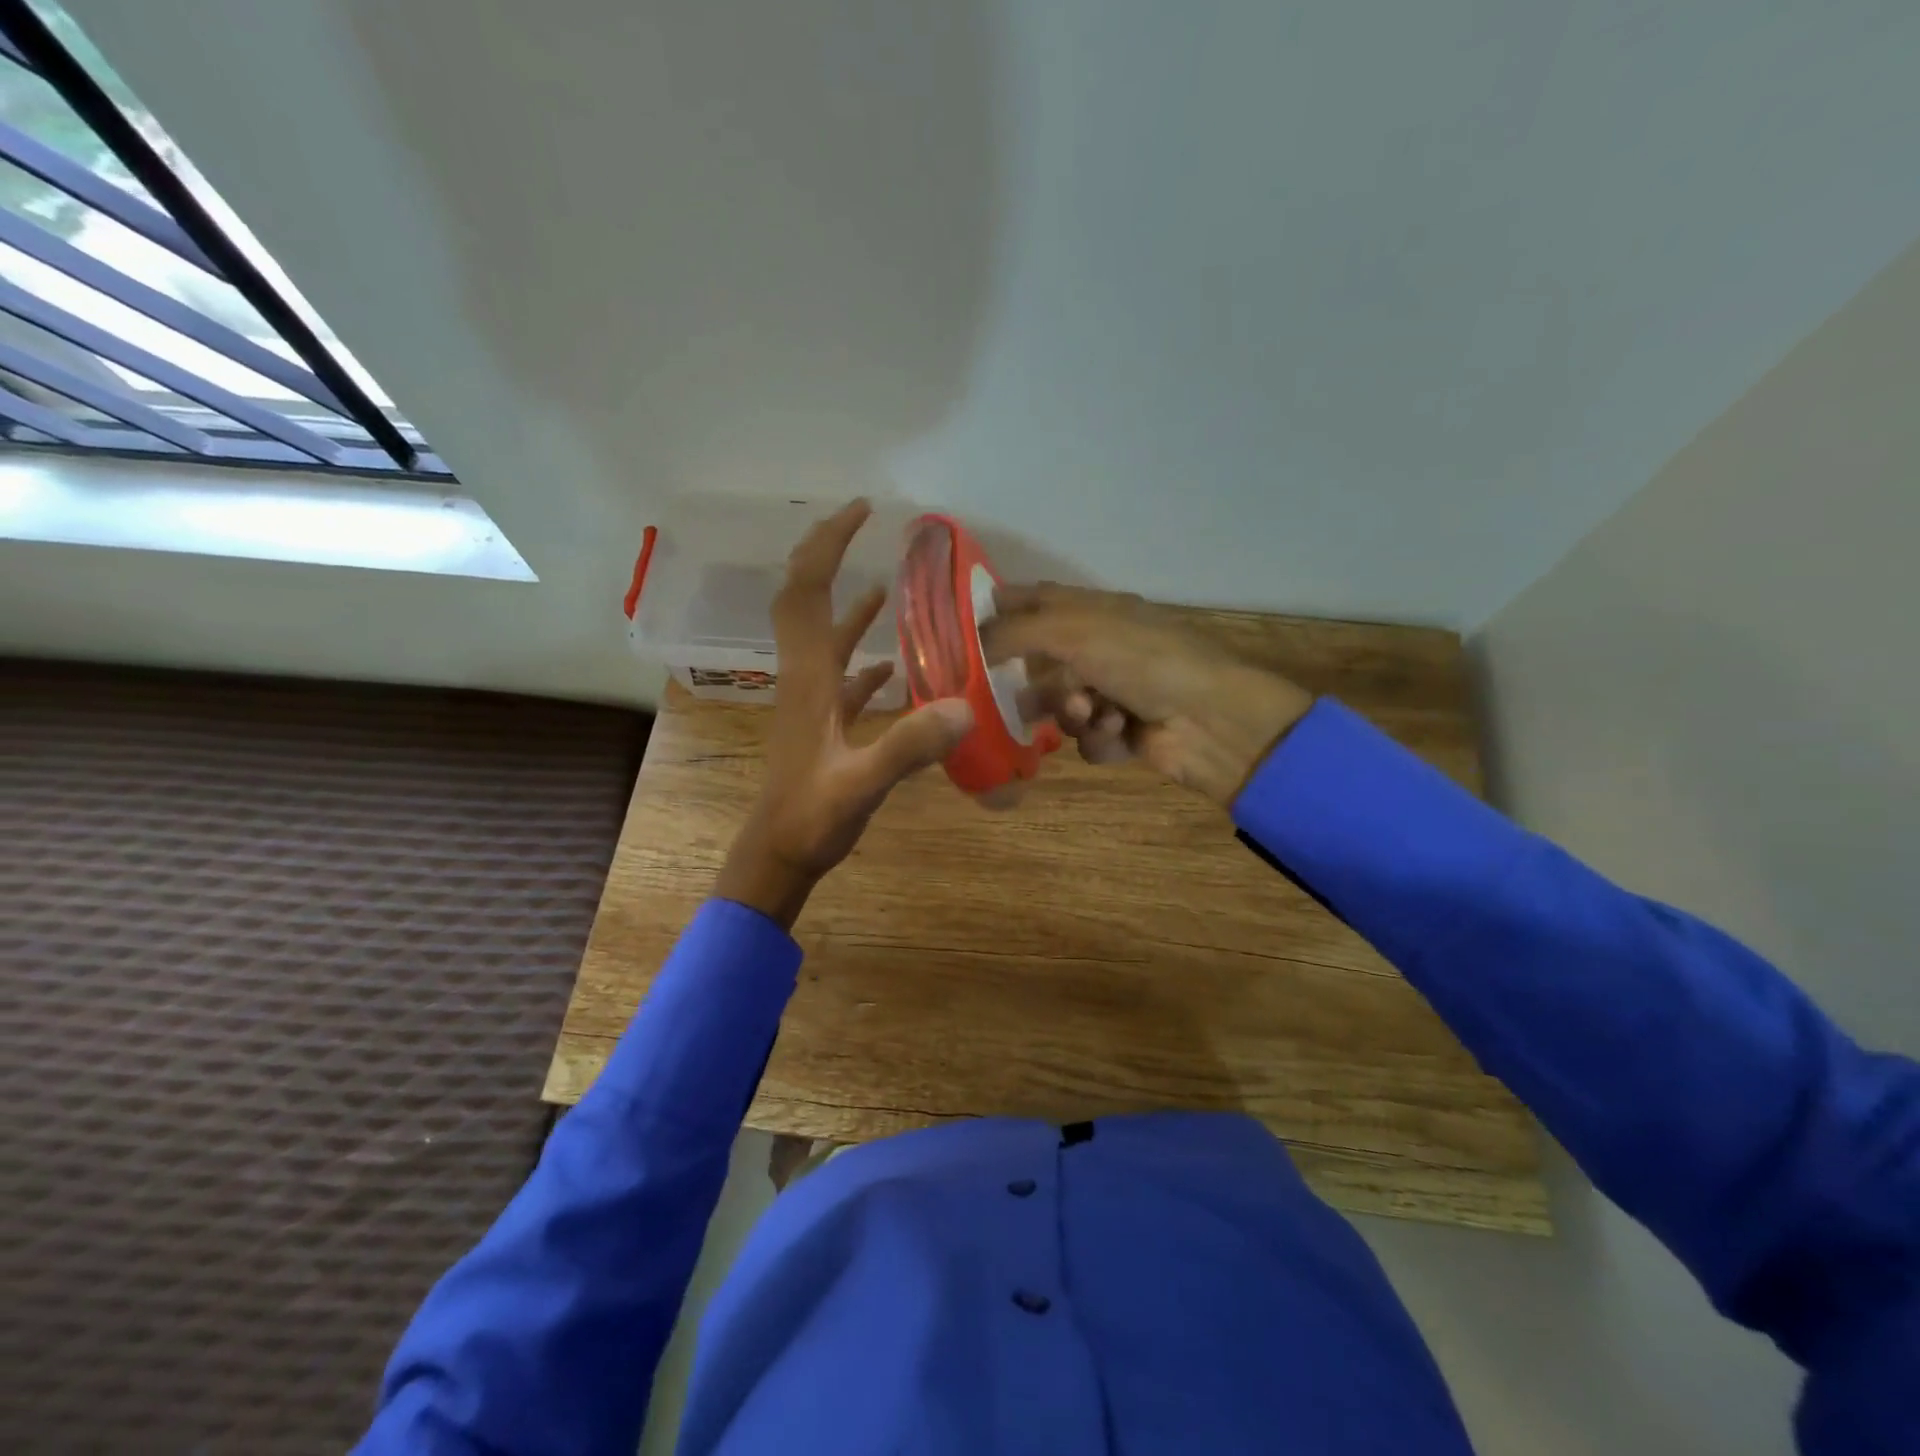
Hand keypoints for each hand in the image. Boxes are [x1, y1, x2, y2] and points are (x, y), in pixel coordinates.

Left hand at [714, 501, 973, 928]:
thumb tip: (965, 704)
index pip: (807, 591)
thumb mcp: (862, 784)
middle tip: (863, 525)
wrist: (778, 855)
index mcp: (809, 677)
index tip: (862, 511)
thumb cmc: (811, 820)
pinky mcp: (822, 724)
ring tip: (887, 583)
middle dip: (828, 555)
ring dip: (847, 602)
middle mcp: (805, 677)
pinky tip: (892, 663)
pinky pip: (841, 675)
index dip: (829, 545)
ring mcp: (811, 701)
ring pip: (824, 636)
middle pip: (805, 599)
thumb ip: (909, 746)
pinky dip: (863, 657)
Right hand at [983, 583, 1312, 807]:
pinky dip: (1099, 737)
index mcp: (1094, 611)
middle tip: (1021, 696)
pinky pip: (1087, 738)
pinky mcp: (1123, 732)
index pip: (1035, 600)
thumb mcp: (1073, 632)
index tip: (962, 633)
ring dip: (1071, 712)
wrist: (1210, 719)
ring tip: (1093, 712)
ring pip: (1060, 707)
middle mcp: (1101, 648)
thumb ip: (1015, 632)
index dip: (1000, 610)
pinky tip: (1120, 732)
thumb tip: (970, 639)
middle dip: (1036, 682)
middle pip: (1041, 664)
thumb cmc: (1141, 661)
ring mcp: (1113, 691)